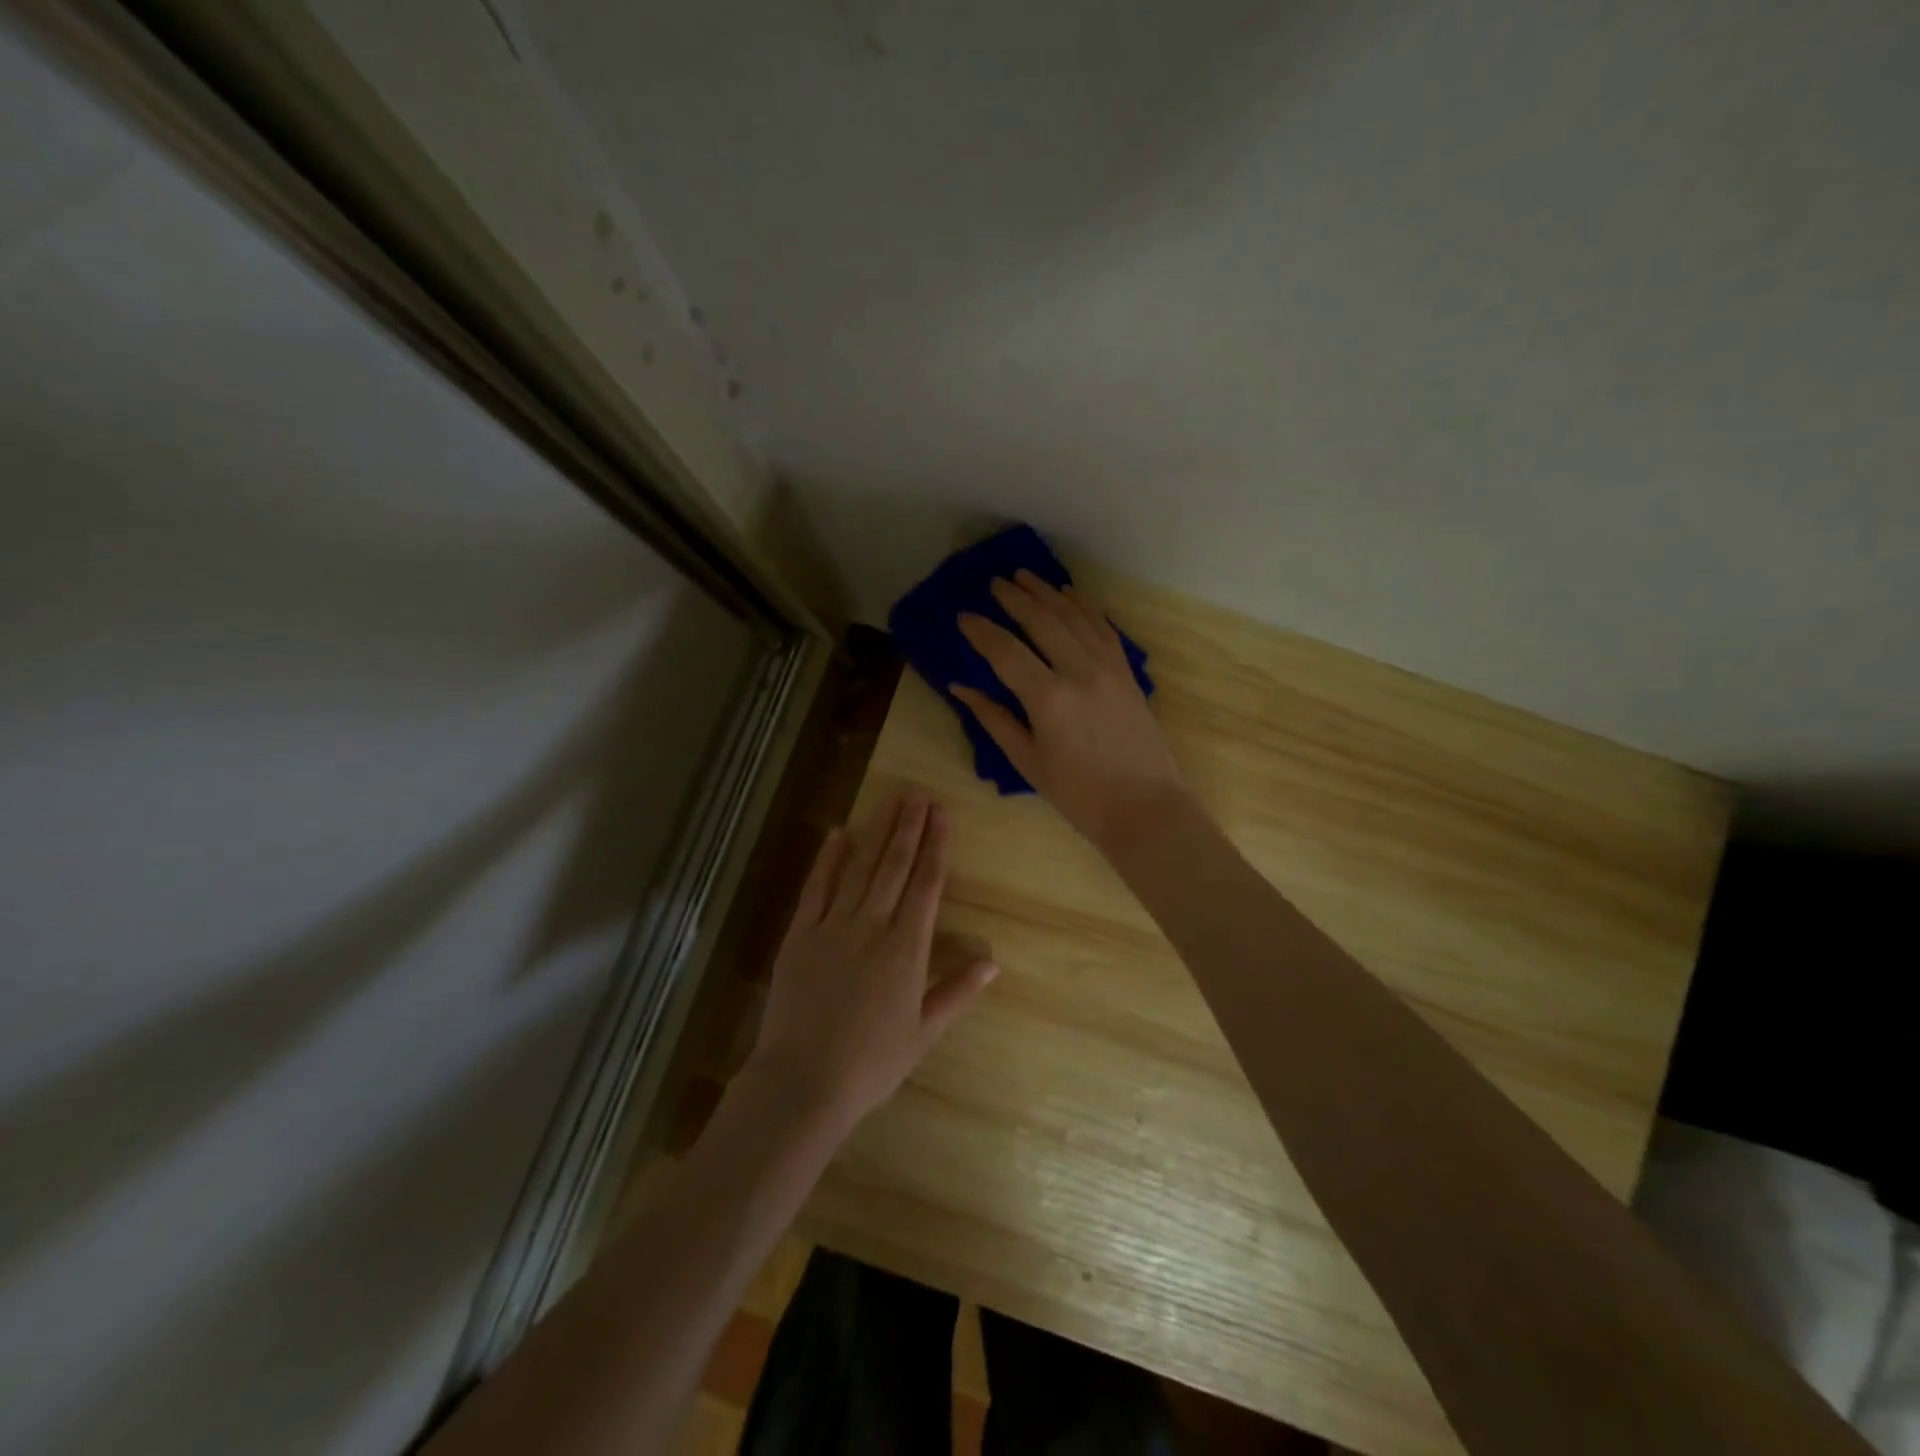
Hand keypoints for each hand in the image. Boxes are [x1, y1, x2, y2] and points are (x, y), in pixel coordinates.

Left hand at [748, 791, 996, 1132]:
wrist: (803, 1081)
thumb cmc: (872, 1064)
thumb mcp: (924, 1033)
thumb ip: (957, 992)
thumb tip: (992, 962)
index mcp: (907, 949)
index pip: (927, 884)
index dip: (937, 846)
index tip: (942, 814)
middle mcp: (873, 927)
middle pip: (895, 866)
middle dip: (910, 826)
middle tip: (918, 794)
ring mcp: (833, 927)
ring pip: (860, 869)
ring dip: (877, 832)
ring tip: (891, 801)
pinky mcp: (799, 934)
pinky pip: (816, 888)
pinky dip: (828, 859)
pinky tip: (838, 833)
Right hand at [954, 571, 1187, 850]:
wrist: (1144, 807)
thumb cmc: (1078, 794)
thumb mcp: (1027, 761)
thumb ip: (993, 718)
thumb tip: (961, 687)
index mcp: (1048, 698)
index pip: (1005, 651)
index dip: (981, 631)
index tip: (963, 616)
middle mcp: (1079, 671)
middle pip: (1041, 621)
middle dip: (1014, 598)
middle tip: (993, 583)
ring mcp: (1108, 668)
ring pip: (1074, 616)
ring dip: (1047, 593)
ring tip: (1025, 576)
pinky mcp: (1127, 672)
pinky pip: (1104, 628)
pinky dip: (1085, 607)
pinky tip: (1070, 595)